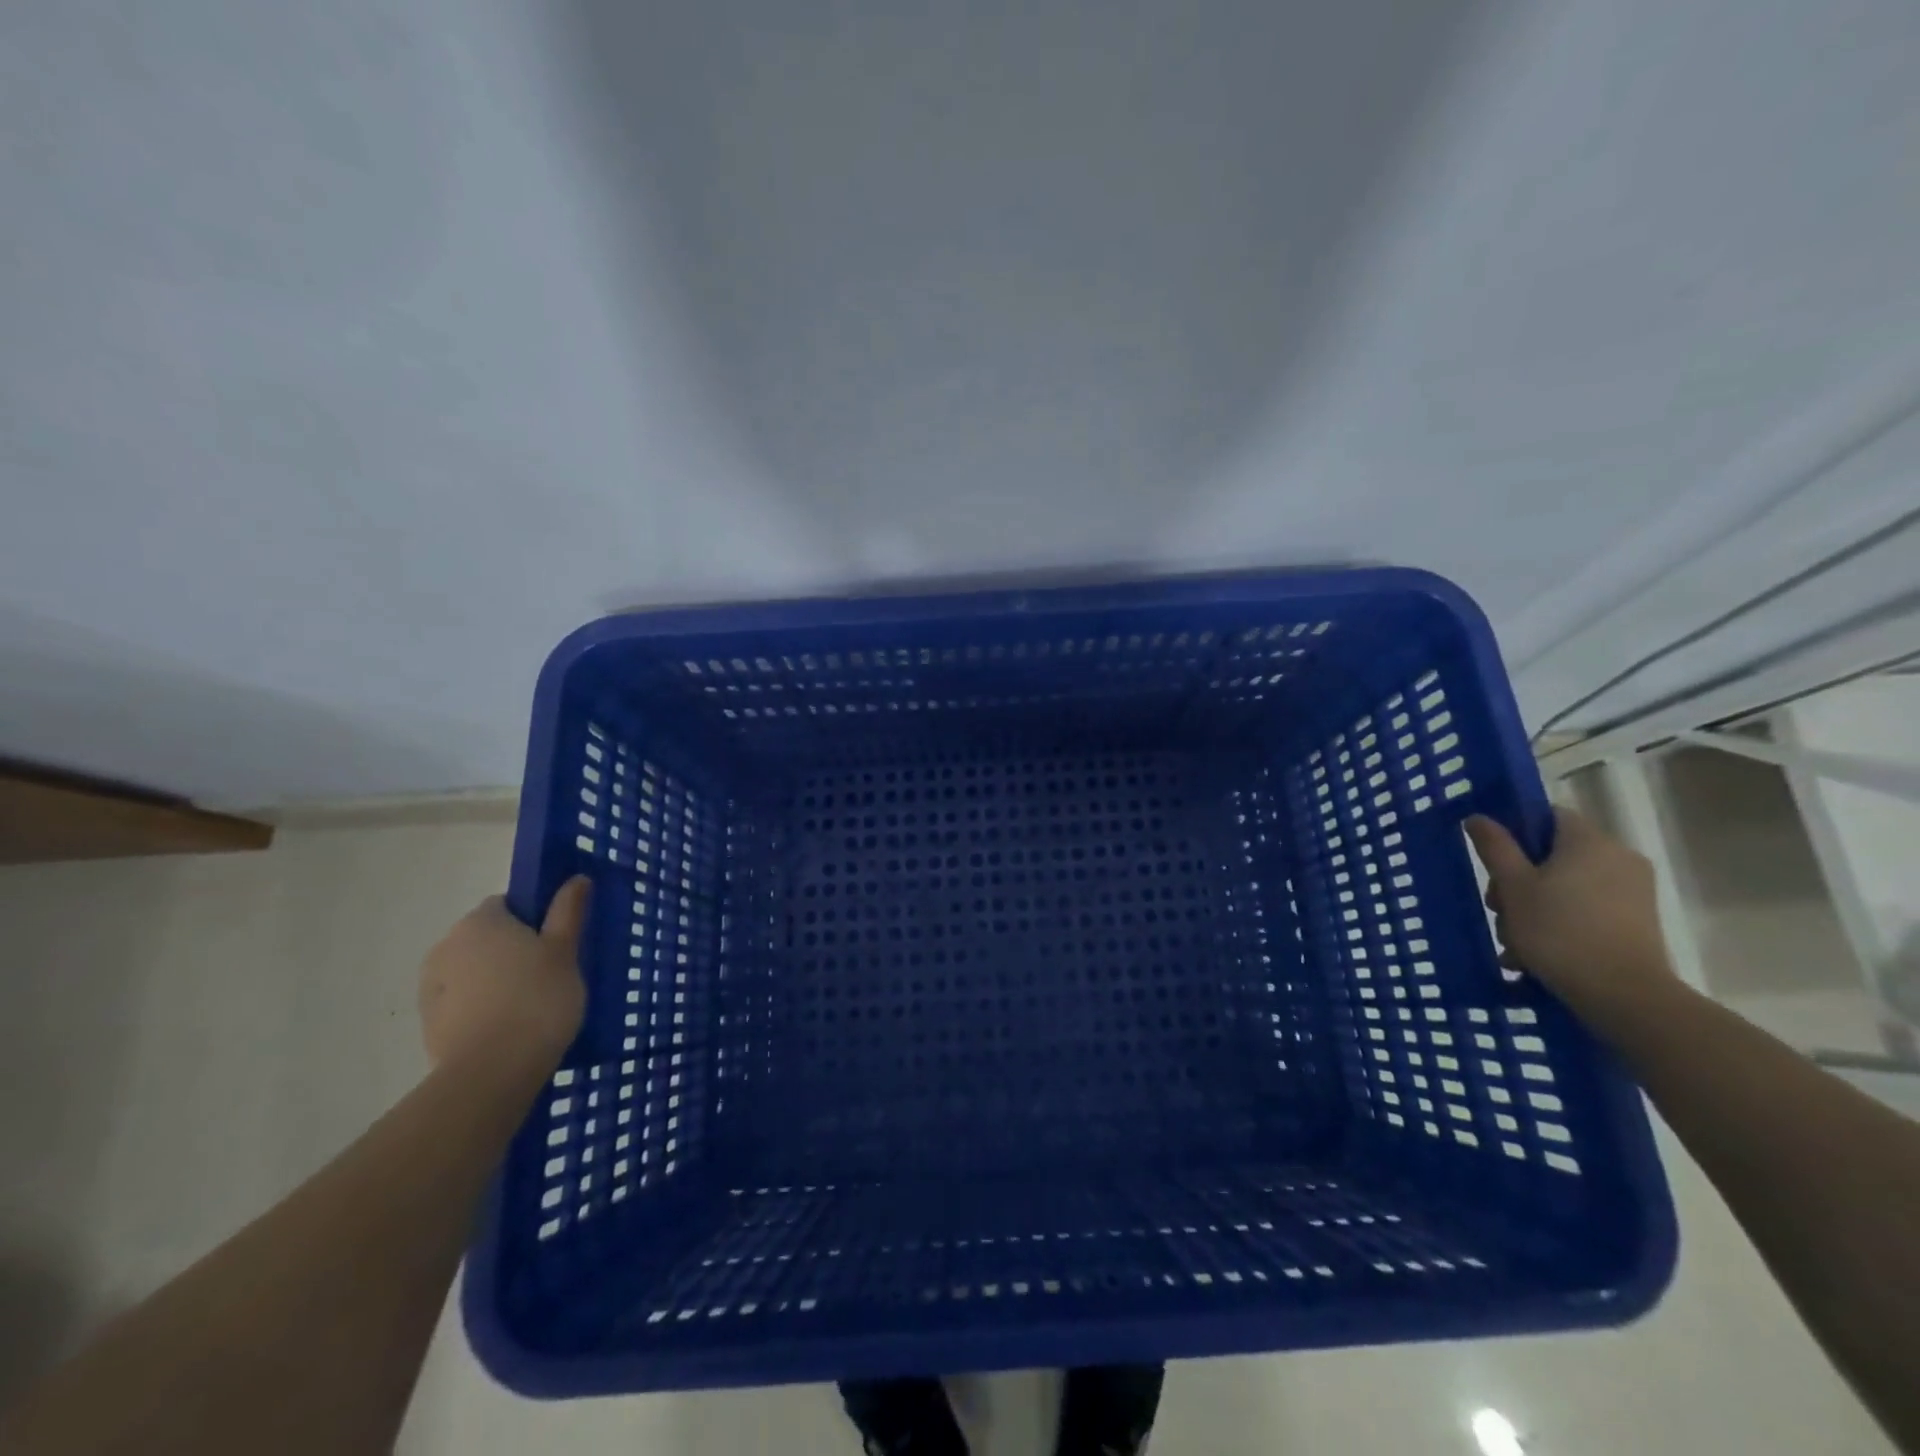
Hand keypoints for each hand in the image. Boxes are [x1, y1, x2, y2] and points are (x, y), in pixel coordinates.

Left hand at [417, 878, 589, 1073]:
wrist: (491, 1073)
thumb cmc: (537, 999)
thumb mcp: (565, 950)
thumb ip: (568, 911)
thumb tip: (576, 878)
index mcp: (480, 921)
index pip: (507, 904)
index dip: (534, 919)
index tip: (556, 941)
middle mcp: (447, 945)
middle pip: (487, 937)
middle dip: (513, 950)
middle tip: (550, 973)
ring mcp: (432, 987)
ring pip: (474, 972)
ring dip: (496, 980)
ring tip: (532, 1006)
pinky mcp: (430, 1024)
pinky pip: (464, 1003)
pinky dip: (484, 1008)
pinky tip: (510, 1028)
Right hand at [1464, 809, 1678, 1018]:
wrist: (1625, 996)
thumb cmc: (1559, 931)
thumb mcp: (1513, 886)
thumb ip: (1495, 847)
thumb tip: (1479, 817)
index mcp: (1589, 841)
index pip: (1548, 816)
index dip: (1516, 833)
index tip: (1495, 862)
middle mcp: (1618, 858)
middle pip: (1554, 855)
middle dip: (1518, 881)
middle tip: (1498, 911)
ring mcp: (1633, 891)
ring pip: (1566, 886)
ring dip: (1534, 908)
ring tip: (1514, 944)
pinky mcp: (1638, 921)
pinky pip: (1587, 909)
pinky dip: (1561, 924)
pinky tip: (1535, 955)